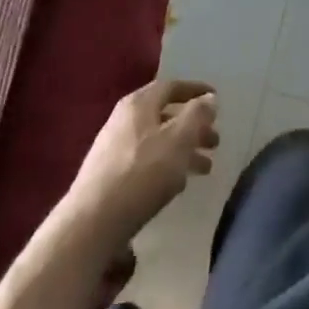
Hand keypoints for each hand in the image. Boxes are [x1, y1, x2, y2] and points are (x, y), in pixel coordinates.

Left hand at [61, 79, 219, 248]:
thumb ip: (197, 115)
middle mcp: (123, 119)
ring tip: (205, 169)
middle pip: (165, 115)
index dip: (196, 91)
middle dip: (193, 126)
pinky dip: (166, 164)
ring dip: (183, 149)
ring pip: (157, 140)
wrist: (92, 222)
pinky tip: (177, 183)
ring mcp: (113, 147)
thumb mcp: (179, 140)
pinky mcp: (108, 174)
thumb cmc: (142, 173)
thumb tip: (208, 98)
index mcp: (139, 104)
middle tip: (215, 142)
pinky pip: (146, 160)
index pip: (171, 86)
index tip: (216, 99)